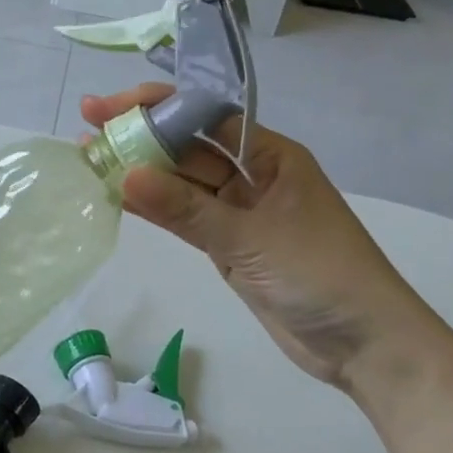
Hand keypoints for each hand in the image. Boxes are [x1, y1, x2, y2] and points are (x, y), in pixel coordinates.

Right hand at [82, 86, 452, 393]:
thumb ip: (186, 209)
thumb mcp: (250, 237)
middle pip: (187, 146)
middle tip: (86, 127)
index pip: (204, 116)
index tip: (108, 107)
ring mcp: (239, 211)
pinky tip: (117, 196)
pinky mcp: (229, 245)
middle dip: (139, 136)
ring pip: (180, 182)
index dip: (155, 107)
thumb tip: (126, 177)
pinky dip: (153, 209)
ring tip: (90, 159)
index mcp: (270, 155)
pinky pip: (184, 217)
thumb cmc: (320, 274)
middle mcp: (251, 174)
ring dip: (139, 172)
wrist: (365, 345)